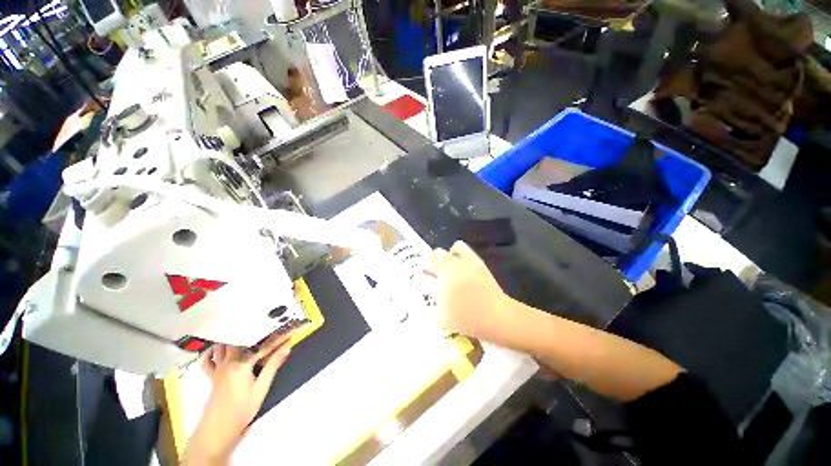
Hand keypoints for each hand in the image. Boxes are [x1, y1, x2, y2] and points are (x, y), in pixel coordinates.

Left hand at [183, 334, 292, 464]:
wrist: (217, 430)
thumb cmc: (241, 411)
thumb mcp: (261, 389)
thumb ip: (272, 366)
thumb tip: (287, 348)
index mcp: (241, 365)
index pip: (263, 347)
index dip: (277, 340)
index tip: (289, 333)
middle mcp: (228, 362)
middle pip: (241, 341)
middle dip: (256, 333)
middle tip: (269, 328)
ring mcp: (218, 369)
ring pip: (223, 346)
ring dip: (234, 337)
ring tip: (247, 332)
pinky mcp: (212, 376)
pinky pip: (208, 360)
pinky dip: (213, 352)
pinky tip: (220, 348)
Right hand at [428, 241, 512, 342]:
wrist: (497, 316)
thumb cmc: (470, 323)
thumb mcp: (446, 319)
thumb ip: (436, 302)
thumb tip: (432, 289)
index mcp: (438, 289)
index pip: (423, 276)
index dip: (424, 277)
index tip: (426, 280)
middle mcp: (446, 274)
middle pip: (429, 260)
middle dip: (429, 266)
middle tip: (434, 272)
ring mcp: (459, 265)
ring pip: (440, 252)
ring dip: (439, 259)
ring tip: (445, 265)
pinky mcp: (472, 260)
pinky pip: (458, 246)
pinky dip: (455, 250)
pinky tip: (457, 258)